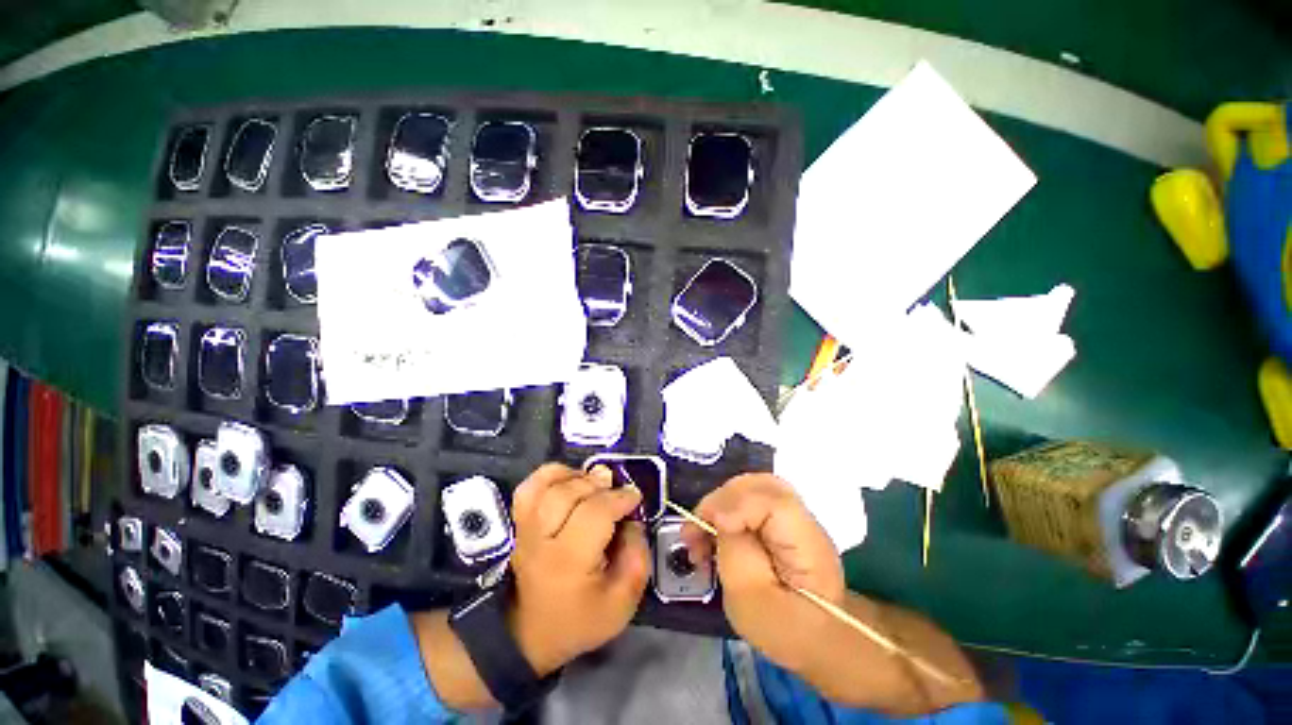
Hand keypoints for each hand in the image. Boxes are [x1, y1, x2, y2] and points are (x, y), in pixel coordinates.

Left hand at [506, 463, 650, 674]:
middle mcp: (543, 539)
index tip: (635, 498)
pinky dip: (551, 474)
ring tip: (594, 482)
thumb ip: (637, 557)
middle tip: (616, 489)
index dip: (620, 498)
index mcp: (570, 561)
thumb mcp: (623, 602)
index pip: (595, 513)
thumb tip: (633, 520)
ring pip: (547, 485)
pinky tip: (569, 480)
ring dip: (576, 476)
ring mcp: (526, 528)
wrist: (529, 634)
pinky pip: (529, 487)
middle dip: (599, 485)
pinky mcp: (519, 523)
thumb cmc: (580, 620)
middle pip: (569, 493)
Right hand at [682, 473, 844, 674]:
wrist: (811, 636)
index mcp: (808, 546)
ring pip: (751, 487)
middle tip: (696, 528)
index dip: (738, 504)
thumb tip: (718, 516)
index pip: (775, 503)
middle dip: (722, 500)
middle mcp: (803, 520)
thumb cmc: (782, 629)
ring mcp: (792, 515)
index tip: (711, 524)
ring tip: (698, 533)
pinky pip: (748, 499)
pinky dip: (725, 509)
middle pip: (761, 485)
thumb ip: (733, 552)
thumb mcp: (750, 603)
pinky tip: (711, 531)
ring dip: (719, 504)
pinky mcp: (779, 517)